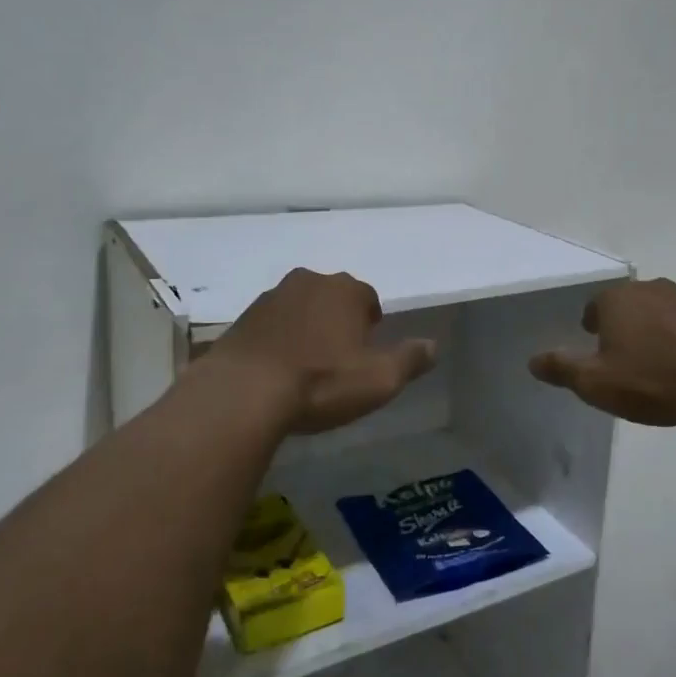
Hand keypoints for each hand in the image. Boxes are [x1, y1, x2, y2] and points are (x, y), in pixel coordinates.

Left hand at [206, 269, 436, 433]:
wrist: (242, 394)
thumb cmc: (321, 382)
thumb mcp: (380, 379)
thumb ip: (411, 359)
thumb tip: (433, 346)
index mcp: (345, 290)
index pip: (368, 298)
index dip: (370, 324)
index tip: (367, 350)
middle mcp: (308, 282)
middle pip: (333, 297)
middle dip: (338, 320)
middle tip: (339, 357)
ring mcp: (270, 297)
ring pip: (300, 308)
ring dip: (307, 327)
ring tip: (307, 364)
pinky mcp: (242, 318)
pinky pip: (271, 325)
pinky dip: (278, 339)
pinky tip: (277, 368)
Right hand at [527, 278, 675, 426]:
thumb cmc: (648, 379)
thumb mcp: (594, 382)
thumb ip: (561, 368)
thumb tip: (532, 361)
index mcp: (618, 299)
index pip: (596, 304)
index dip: (592, 322)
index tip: (592, 338)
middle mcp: (652, 290)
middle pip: (629, 303)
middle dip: (623, 322)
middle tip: (619, 348)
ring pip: (660, 312)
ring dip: (653, 329)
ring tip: (651, 358)